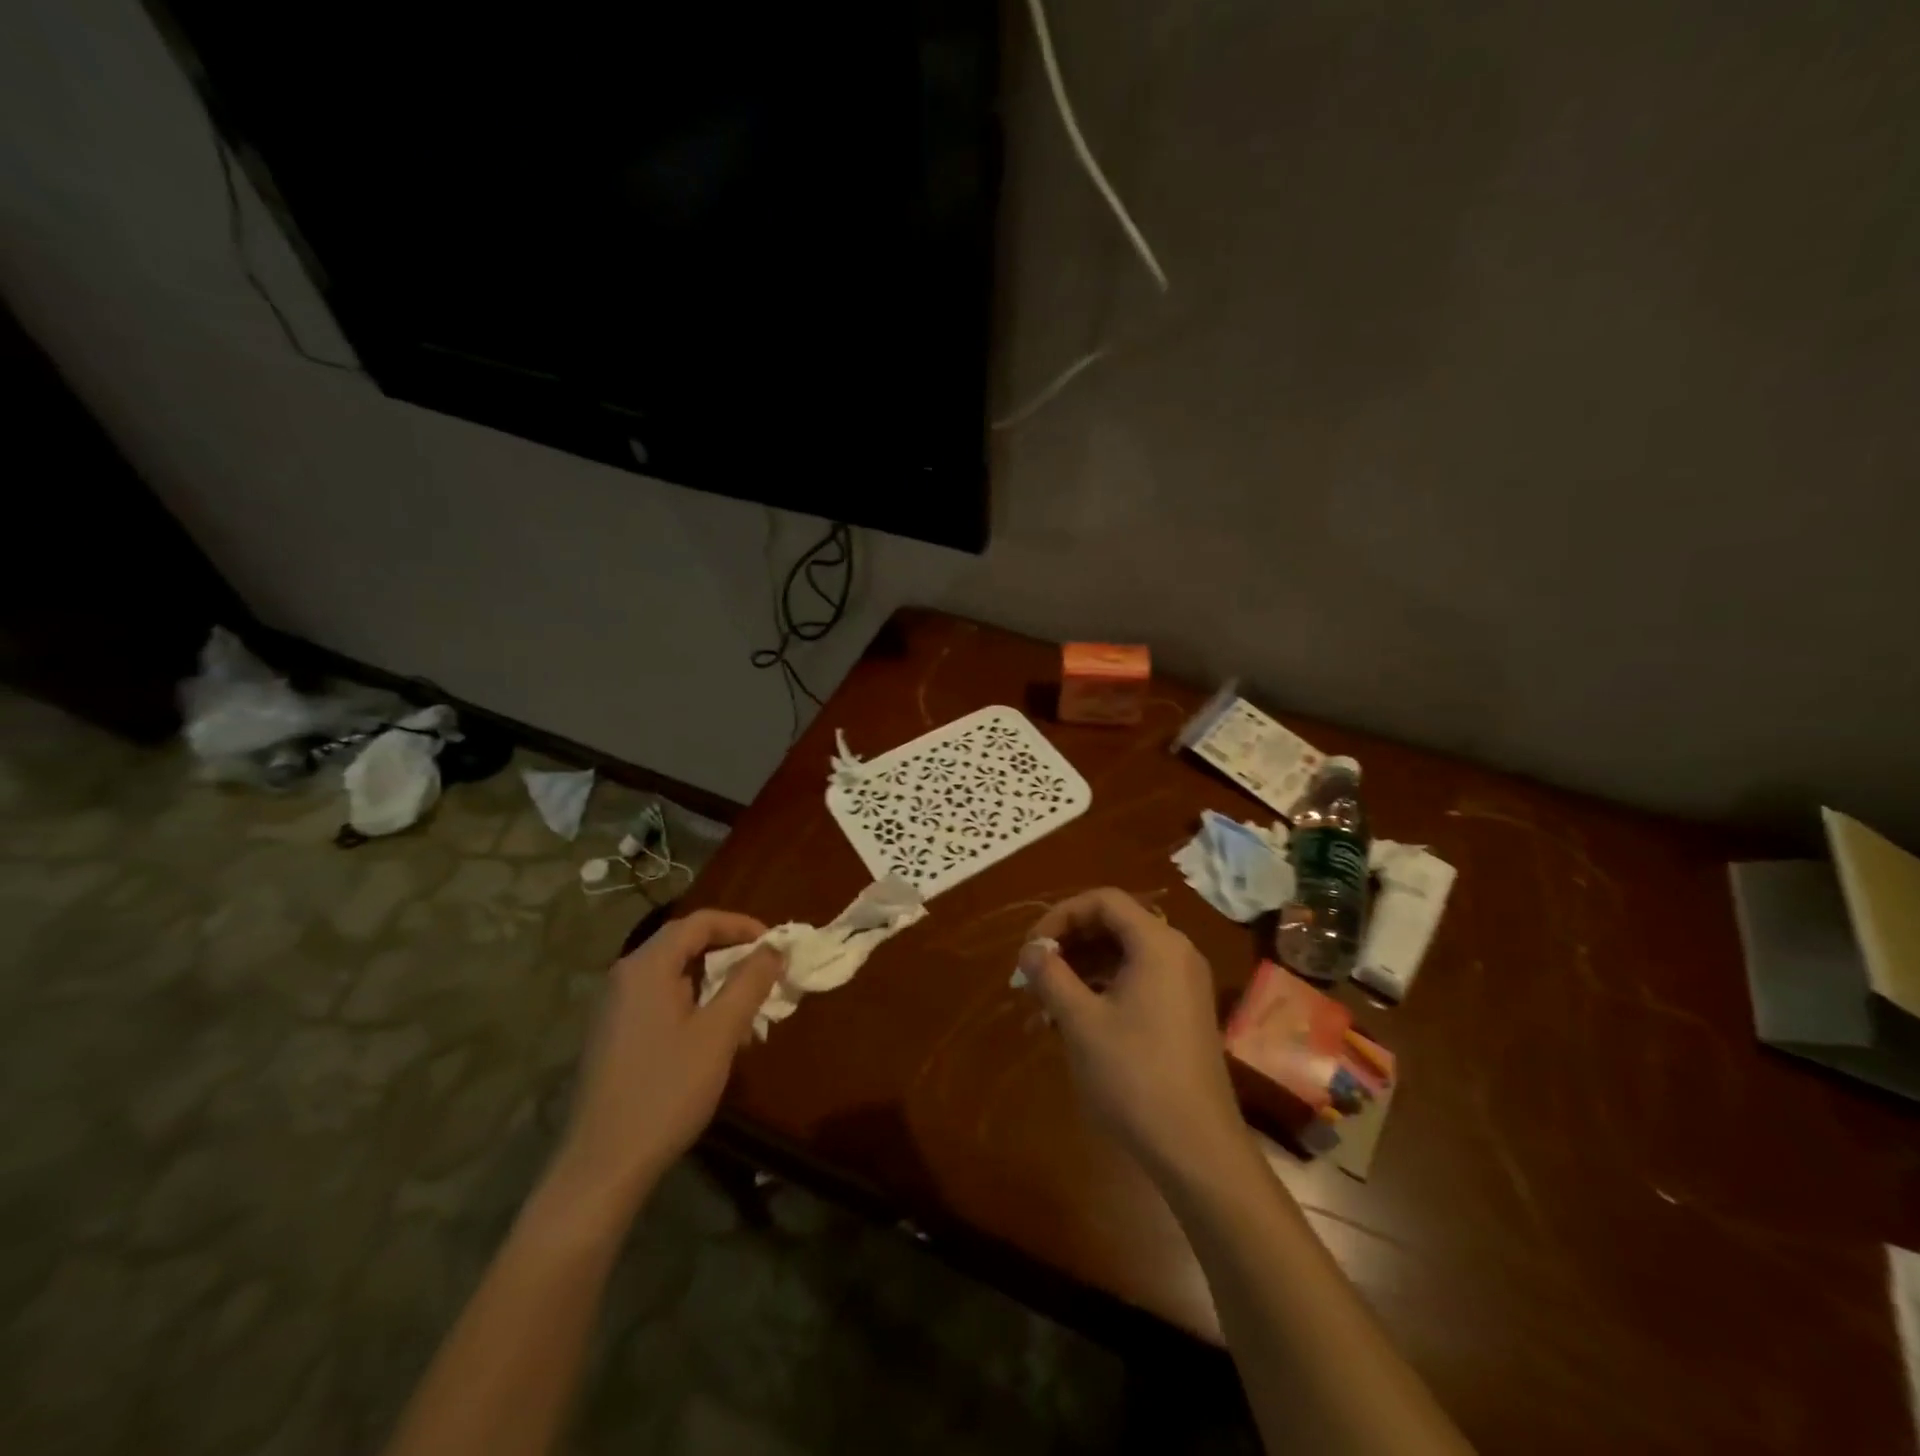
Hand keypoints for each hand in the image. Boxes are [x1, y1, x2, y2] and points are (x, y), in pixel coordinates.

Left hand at [546, 909, 785, 1218]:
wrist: (602, 1166)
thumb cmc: (666, 1090)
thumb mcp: (719, 1033)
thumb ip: (749, 983)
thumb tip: (774, 948)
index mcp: (647, 967)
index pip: (699, 922)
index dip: (741, 926)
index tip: (775, 945)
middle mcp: (625, 977)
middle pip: (684, 943)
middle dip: (730, 953)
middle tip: (766, 974)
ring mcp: (614, 1007)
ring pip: (673, 974)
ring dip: (714, 980)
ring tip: (747, 1007)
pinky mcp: (613, 1035)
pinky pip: (660, 999)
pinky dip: (693, 1002)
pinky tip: (714, 1035)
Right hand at [1019, 889, 1249, 1189]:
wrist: (1197, 1149)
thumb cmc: (1134, 1075)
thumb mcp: (1081, 1021)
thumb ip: (1050, 975)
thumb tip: (1030, 949)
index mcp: (1157, 943)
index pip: (1103, 901)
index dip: (1060, 916)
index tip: (1031, 949)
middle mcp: (1176, 953)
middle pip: (1114, 924)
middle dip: (1069, 943)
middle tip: (1034, 973)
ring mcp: (1184, 984)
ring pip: (1123, 955)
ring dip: (1082, 968)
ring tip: (1045, 1001)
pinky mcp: (1184, 1012)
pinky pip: (1137, 980)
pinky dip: (1103, 988)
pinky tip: (1073, 1019)